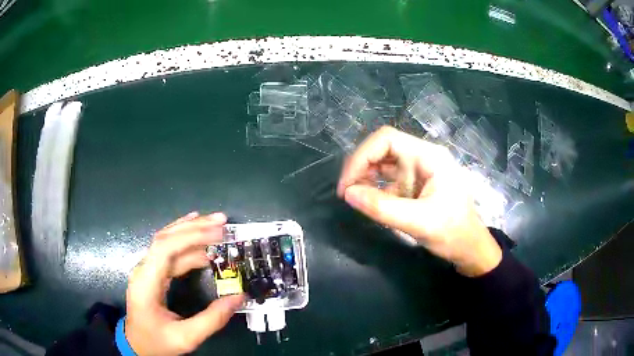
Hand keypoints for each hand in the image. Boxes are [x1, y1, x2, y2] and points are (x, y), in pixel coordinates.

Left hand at [125, 212, 244, 354]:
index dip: (191, 237)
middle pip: (166, 238)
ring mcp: (147, 269)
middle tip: (222, 221)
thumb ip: (212, 319)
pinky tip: (195, 232)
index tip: (217, 234)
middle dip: (194, 227)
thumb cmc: (157, 342)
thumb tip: (238, 297)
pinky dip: (184, 239)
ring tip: (216, 225)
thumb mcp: (186, 337)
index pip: (165, 248)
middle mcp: (144, 269)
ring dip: (191, 231)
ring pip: (167, 241)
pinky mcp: (153, 272)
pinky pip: (168, 251)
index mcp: (147, 282)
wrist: (137, 345)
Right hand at [337, 126, 501, 276]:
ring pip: (383, 164)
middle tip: (347, 193)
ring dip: (365, 178)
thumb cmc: (453, 233)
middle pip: (382, 149)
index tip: (347, 184)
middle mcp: (422, 157)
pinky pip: (387, 180)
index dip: (362, 156)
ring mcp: (417, 171)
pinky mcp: (413, 184)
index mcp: (429, 156)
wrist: (469, 248)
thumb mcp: (418, 222)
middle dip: (361, 167)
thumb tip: (348, 194)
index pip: (387, 140)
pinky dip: (374, 189)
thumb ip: (382, 208)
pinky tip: (368, 203)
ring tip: (354, 198)